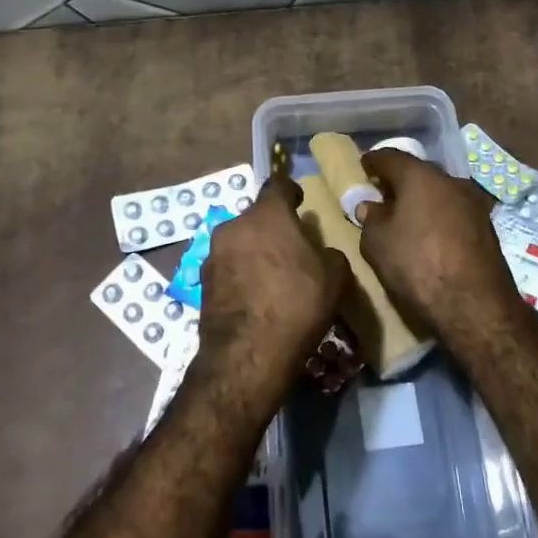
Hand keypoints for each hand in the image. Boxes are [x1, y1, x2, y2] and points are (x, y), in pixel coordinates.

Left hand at [193, 174, 349, 406]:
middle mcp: (234, 225)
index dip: (290, 190)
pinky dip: (240, 275)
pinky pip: (227, 268)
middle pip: (257, 217)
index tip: (299, 201)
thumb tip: (319, 252)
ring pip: (239, 242)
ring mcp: (213, 253)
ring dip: (254, 251)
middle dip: (272, 228)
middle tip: (291, 249)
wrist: (248, 353)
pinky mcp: (201, 282)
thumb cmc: (297, 304)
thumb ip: (329, 253)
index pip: (278, 184)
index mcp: (268, 214)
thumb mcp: (335, 276)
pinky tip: (255, 297)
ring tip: (272, 277)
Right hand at [358, 149, 520, 333]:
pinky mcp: (487, 227)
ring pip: (440, 192)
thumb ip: (370, 219)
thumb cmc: (417, 265)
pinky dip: (439, 216)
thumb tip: (370, 206)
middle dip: (400, 181)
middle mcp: (450, 180)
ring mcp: (474, 203)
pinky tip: (429, 234)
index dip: (373, 162)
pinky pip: (454, 211)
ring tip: (406, 217)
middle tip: (382, 194)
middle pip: (419, 172)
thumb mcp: (377, 243)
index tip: (363, 168)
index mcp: (420, 176)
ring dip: (422, 200)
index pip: (390, 157)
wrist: (475, 305)